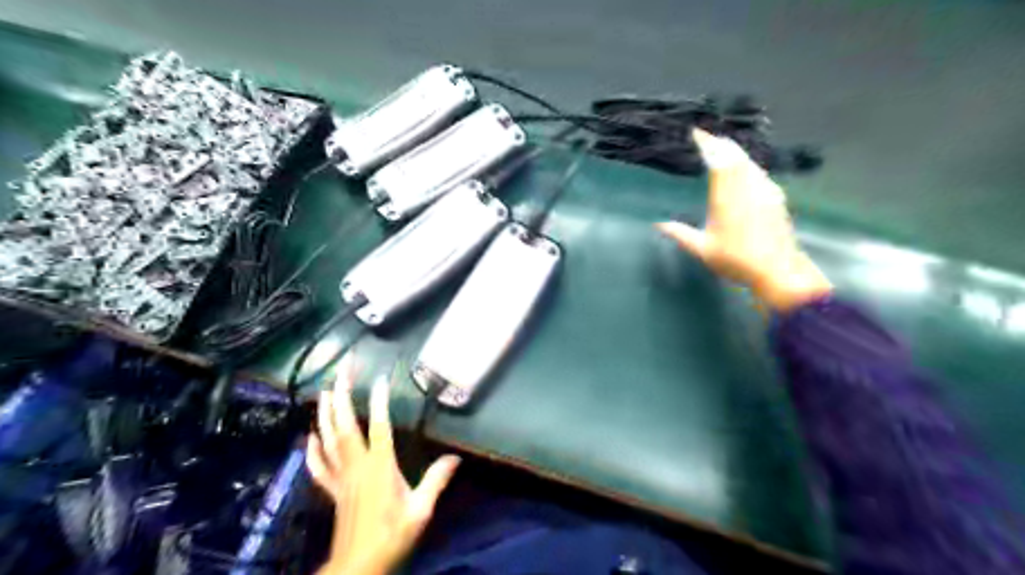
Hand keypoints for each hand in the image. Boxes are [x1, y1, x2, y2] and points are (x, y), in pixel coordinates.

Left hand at [307, 355, 459, 573]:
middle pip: (346, 425)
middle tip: (341, 373)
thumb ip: (436, 481)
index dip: (378, 401)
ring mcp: (342, 477)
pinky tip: (310, 436)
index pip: (378, 426)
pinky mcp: (334, 490)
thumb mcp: (421, 510)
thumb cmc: (392, 536)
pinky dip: (313, 449)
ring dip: (325, 414)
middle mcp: (357, 466)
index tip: (380, 378)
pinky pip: (320, 466)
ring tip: (324, 391)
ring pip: (329, 440)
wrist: (359, 565)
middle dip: (341, 396)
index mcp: (380, 466)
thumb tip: (455, 458)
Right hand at [656, 128, 830, 311]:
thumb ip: (681, 234)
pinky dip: (747, 164)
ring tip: (723, 149)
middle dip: (720, 143)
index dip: (707, 143)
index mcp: (726, 196)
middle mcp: (747, 186)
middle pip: (734, 155)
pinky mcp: (775, 197)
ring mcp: (764, 190)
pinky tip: (744, 170)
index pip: (717, 159)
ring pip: (748, 161)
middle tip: (707, 137)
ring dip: (734, 152)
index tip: (696, 133)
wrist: (777, 270)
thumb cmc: (736, 260)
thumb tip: (658, 224)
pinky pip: (758, 171)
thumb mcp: (703, 249)